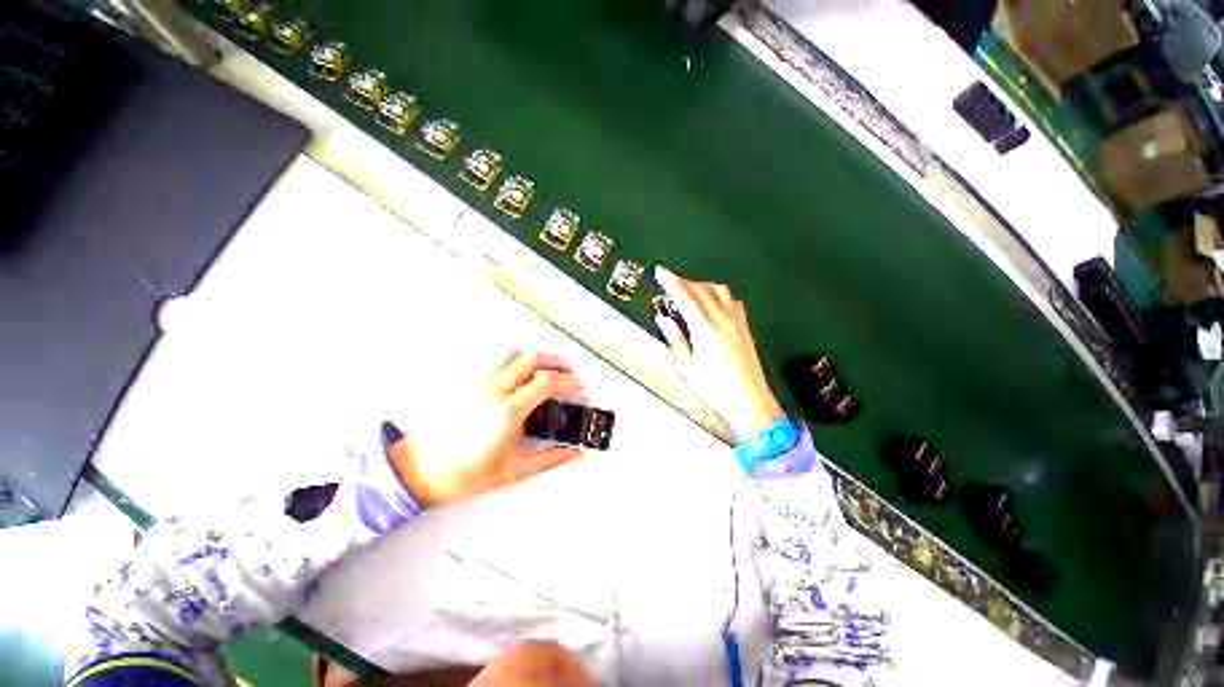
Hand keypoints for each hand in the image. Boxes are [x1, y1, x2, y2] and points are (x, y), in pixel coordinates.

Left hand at [385, 351, 584, 507]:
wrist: (416, 471)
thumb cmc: (463, 475)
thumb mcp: (513, 471)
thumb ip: (550, 459)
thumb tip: (576, 453)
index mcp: (507, 412)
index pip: (546, 382)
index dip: (568, 380)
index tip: (578, 386)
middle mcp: (493, 391)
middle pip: (531, 359)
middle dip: (556, 361)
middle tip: (567, 372)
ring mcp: (476, 384)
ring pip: (510, 353)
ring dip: (532, 356)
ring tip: (543, 369)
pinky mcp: (464, 383)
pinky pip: (493, 361)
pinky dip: (512, 361)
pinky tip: (516, 376)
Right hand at [654, 266, 782, 440]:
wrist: (749, 400)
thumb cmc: (715, 388)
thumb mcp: (687, 366)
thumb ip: (675, 339)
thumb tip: (664, 320)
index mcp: (705, 329)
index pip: (685, 297)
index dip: (670, 281)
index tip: (661, 272)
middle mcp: (723, 320)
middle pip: (701, 289)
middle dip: (683, 282)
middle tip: (670, 283)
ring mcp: (737, 322)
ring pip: (719, 290)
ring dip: (702, 286)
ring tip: (690, 293)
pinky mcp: (745, 327)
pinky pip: (732, 300)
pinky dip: (719, 295)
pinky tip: (713, 304)